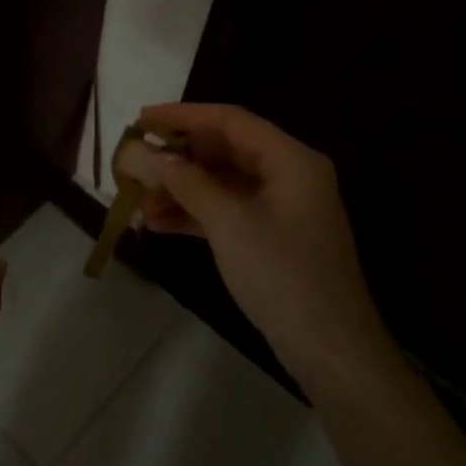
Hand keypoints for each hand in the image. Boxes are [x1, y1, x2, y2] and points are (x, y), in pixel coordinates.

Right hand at [117, 103, 390, 383]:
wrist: (330, 350)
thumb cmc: (283, 275)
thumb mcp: (229, 223)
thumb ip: (187, 182)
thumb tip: (148, 154)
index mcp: (290, 159)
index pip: (230, 120)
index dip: (183, 116)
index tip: (141, 120)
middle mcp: (288, 174)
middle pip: (224, 150)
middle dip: (178, 158)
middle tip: (135, 164)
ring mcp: (280, 207)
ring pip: (221, 182)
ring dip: (180, 189)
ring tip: (139, 202)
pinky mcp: (270, 235)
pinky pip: (226, 210)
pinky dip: (194, 213)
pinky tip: (158, 223)